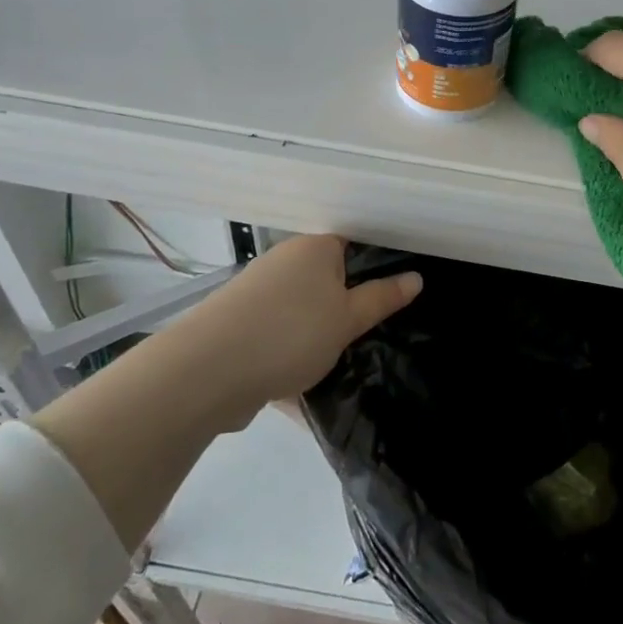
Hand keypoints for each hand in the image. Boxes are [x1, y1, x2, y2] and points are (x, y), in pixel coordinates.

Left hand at [188, 235, 420, 415]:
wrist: (207, 371)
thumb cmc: (291, 333)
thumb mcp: (348, 319)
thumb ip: (382, 298)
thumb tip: (416, 277)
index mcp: (314, 248)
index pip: (353, 243)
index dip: (375, 265)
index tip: (394, 294)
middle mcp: (284, 261)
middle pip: (327, 278)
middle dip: (346, 305)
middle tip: (371, 332)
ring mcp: (257, 292)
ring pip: (302, 309)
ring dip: (318, 332)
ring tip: (340, 361)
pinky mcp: (239, 324)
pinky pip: (278, 333)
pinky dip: (291, 351)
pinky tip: (302, 380)